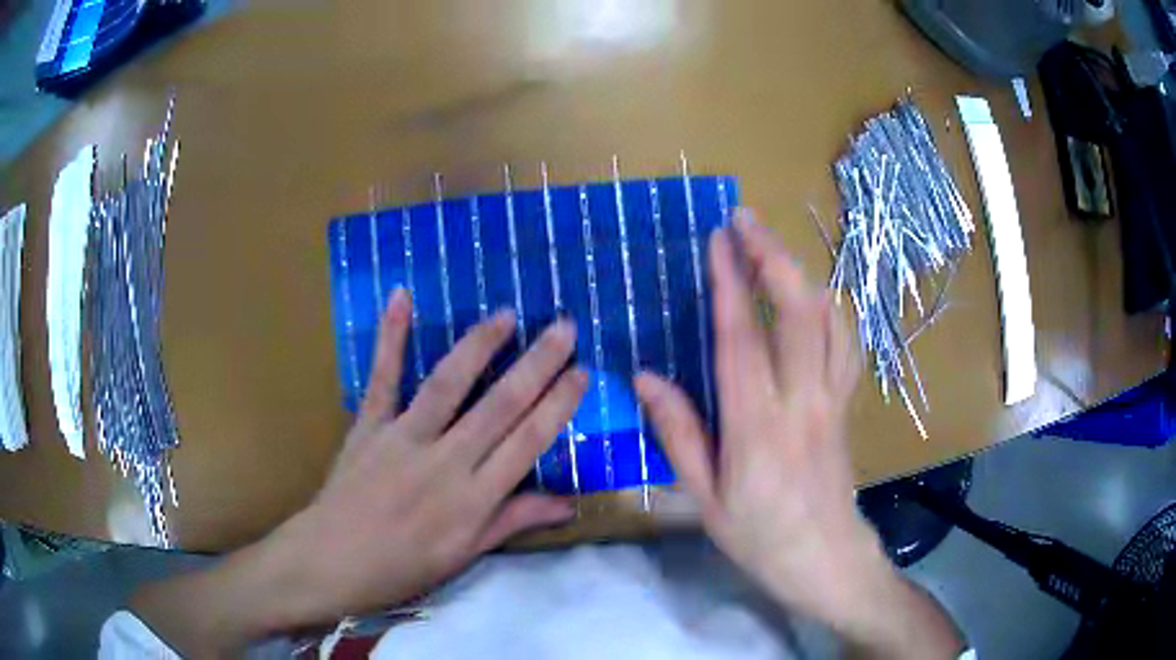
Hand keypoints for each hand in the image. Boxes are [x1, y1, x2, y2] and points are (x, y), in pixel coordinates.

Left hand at [133, 291, 587, 654]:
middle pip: (500, 405)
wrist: (330, 563)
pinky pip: (382, 378)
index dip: (558, 404)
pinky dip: (391, 337)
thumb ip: (512, 521)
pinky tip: (402, 298)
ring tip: (507, 314)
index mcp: (473, 500)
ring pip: (449, 384)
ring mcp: (403, 439)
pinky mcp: (368, 426)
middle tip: (564, 327)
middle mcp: (445, 463)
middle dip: (538, 364)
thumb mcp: (464, 556)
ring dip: (480, 346)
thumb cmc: (401, 568)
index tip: (582, 372)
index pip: (528, 442)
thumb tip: (567, 505)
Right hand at [636, 213, 962, 657]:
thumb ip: (678, 434)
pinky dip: (829, 309)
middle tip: (746, 221)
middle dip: (773, 256)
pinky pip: (845, 343)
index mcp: (758, 428)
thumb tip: (645, 377)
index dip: (730, 282)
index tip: (719, 238)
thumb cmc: (760, 537)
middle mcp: (802, 402)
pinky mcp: (846, 404)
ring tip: (772, 249)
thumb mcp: (705, 499)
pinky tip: (812, 298)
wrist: (826, 559)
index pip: (742, 339)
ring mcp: (832, 400)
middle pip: (798, 312)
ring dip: (801, 275)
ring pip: (829, 320)